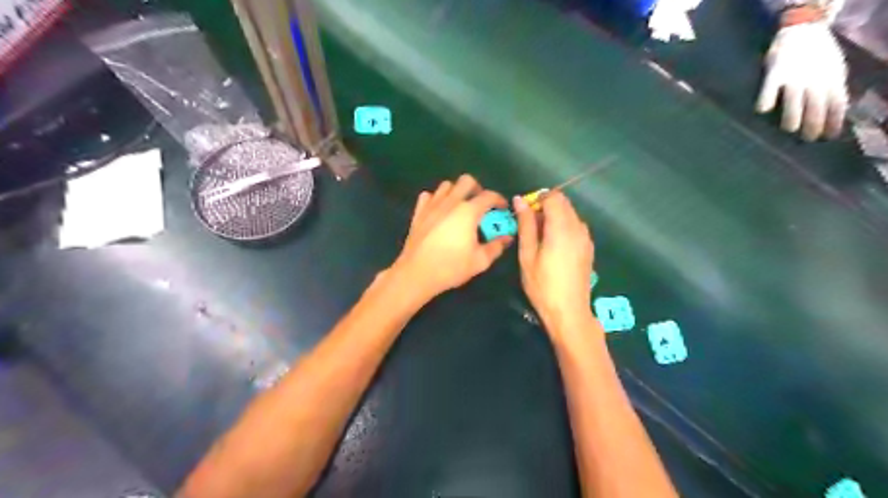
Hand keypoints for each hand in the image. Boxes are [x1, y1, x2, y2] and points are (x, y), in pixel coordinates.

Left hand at [390, 177, 509, 303]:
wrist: (416, 273)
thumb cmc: (451, 267)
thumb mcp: (480, 261)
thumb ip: (496, 247)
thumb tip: (507, 238)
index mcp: (468, 211)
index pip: (489, 196)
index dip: (499, 199)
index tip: (502, 208)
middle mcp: (450, 202)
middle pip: (466, 181)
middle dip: (477, 189)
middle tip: (481, 204)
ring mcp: (432, 205)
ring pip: (446, 186)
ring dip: (456, 192)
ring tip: (460, 207)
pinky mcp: (418, 213)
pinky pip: (428, 196)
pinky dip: (436, 199)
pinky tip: (439, 212)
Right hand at [513, 191, 595, 333]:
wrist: (569, 311)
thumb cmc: (542, 285)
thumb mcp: (527, 255)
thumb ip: (525, 225)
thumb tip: (519, 200)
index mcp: (561, 227)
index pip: (553, 197)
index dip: (537, 200)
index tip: (525, 214)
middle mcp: (578, 227)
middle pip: (563, 203)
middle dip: (545, 207)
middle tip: (529, 227)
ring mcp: (586, 237)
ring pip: (570, 214)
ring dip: (555, 217)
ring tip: (540, 239)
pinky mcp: (588, 247)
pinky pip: (576, 226)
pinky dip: (563, 227)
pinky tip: (554, 247)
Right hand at [755, 21, 844, 140]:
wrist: (804, 28)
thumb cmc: (817, 52)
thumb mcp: (834, 68)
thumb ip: (832, 88)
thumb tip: (833, 110)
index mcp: (832, 79)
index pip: (836, 105)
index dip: (834, 122)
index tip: (828, 137)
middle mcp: (816, 80)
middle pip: (816, 107)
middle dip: (813, 125)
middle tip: (807, 139)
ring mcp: (795, 77)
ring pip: (794, 102)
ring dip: (791, 118)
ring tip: (788, 129)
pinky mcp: (776, 72)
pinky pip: (769, 91)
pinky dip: (765, 102)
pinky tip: (762, 111)